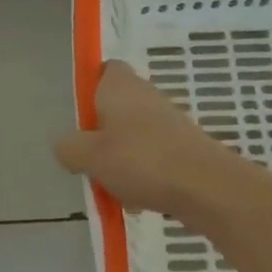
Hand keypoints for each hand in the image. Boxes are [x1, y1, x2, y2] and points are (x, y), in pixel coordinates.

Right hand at [55, 60, 246, 222]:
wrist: (205, 186)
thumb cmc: (140, 159)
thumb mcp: (89, 156)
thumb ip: (69, 148)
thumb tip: (65, 145)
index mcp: (120, 85)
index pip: (104, 70)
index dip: (90, 88)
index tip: (80, 116)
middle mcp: (146, 95)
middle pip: (116, 108)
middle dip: (101, 135)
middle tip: (89, 160)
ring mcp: (168, 121)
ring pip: (133, 137)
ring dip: (121, 159)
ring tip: (114, 190)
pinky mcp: (183, 147)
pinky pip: (153, 157)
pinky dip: (143, 175)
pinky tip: (139, 201)